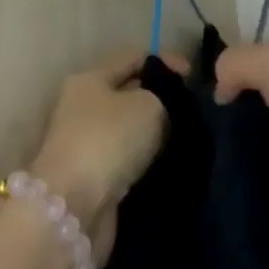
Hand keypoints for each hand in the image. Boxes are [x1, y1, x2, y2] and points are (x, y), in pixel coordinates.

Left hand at [28, 49, 179, 267]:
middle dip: (161, 100)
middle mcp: (83, 107)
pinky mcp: (92, 179)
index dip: (167, 61)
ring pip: (130, 130)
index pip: (135, 58)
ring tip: (186, 138)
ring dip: (155, 134)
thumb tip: (164, 108)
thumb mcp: (148, 104)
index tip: (194, 78)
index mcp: (90, 78)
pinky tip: (169, 163)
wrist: (74, 210)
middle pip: (130, 94)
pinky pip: (127, 160)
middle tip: (193, 111)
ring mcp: (85, 145)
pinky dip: (146, 161)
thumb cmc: (109, 140)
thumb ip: (163, 97)